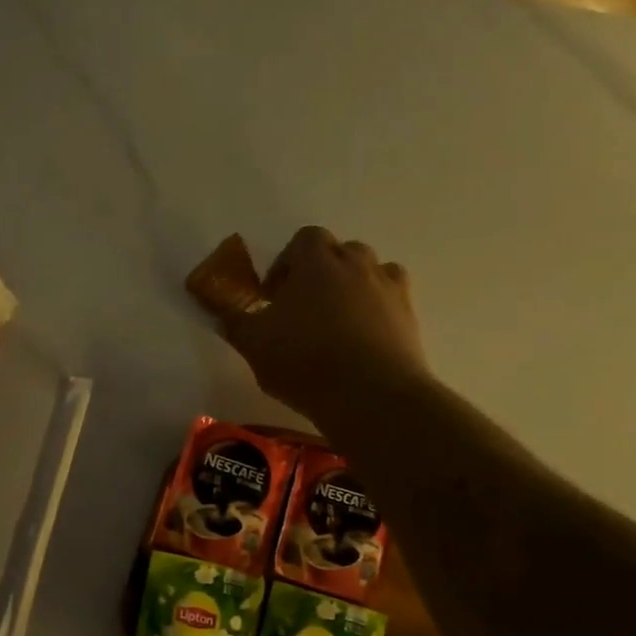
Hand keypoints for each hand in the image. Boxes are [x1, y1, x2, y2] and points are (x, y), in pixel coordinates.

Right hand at [209, 227, 431, 428]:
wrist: (372, 396)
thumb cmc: (305, 361)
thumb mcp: (254, 345)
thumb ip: (236, 323)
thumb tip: (224, 314)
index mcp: (317, 261)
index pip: (304, 239)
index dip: (287, 263)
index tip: (274, 295)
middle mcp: (358, 264)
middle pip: (340, 252)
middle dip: (321, 272)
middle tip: (304, 307)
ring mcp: (389, 288)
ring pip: (371, 272)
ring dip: (353, 288)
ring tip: (337, 322)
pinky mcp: (410, 317)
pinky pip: (393, 300)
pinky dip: (379, 310)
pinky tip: (365, 338)